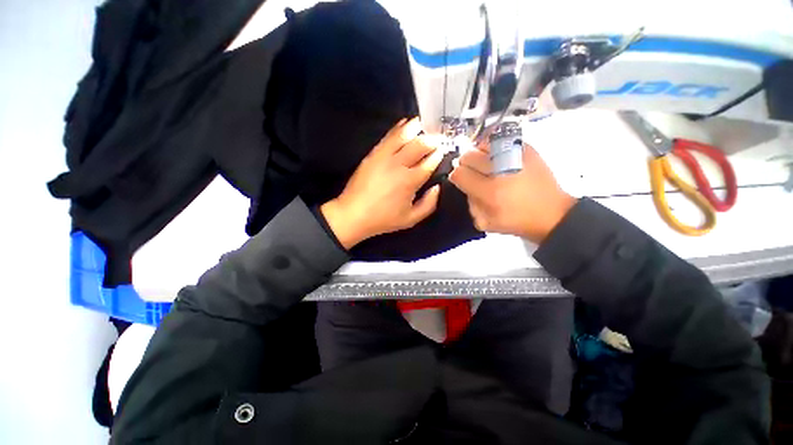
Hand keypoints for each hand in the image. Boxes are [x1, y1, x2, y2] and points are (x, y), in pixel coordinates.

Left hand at [321, 118, 444, 248]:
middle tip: (438, 137)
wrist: (353, 214)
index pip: (430, 161)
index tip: (443, 150)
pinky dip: (398, 128)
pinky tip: (404, 123)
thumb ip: (429, 204)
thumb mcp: (411, 219)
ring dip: (416, 128)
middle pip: (420, 145)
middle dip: (432, 139)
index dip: (439, 154)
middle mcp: (399, 165)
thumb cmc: (383, 219)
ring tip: (424, 123)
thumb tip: (437, 187)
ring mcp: (384, 157)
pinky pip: (388, 137)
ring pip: (404, 136)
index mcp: (410, 181)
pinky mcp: (373, 154)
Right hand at [449, 143, 575, 242]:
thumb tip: (465, 186)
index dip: (457, 176)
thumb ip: (470, 204)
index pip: (459, 174)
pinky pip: (500, 139)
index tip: (461, 180)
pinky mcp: (527, 149)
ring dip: (478, 154)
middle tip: (473, 172)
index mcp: (490, 192)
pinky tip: (497, 157)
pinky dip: (493, 147)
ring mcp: (514, 157)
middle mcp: (500, 171)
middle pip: (468, 156)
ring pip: (482, 145)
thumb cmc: (517, 221)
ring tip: (485, 164)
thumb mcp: (486, 223)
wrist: (552, 213)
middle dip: (466, 164)